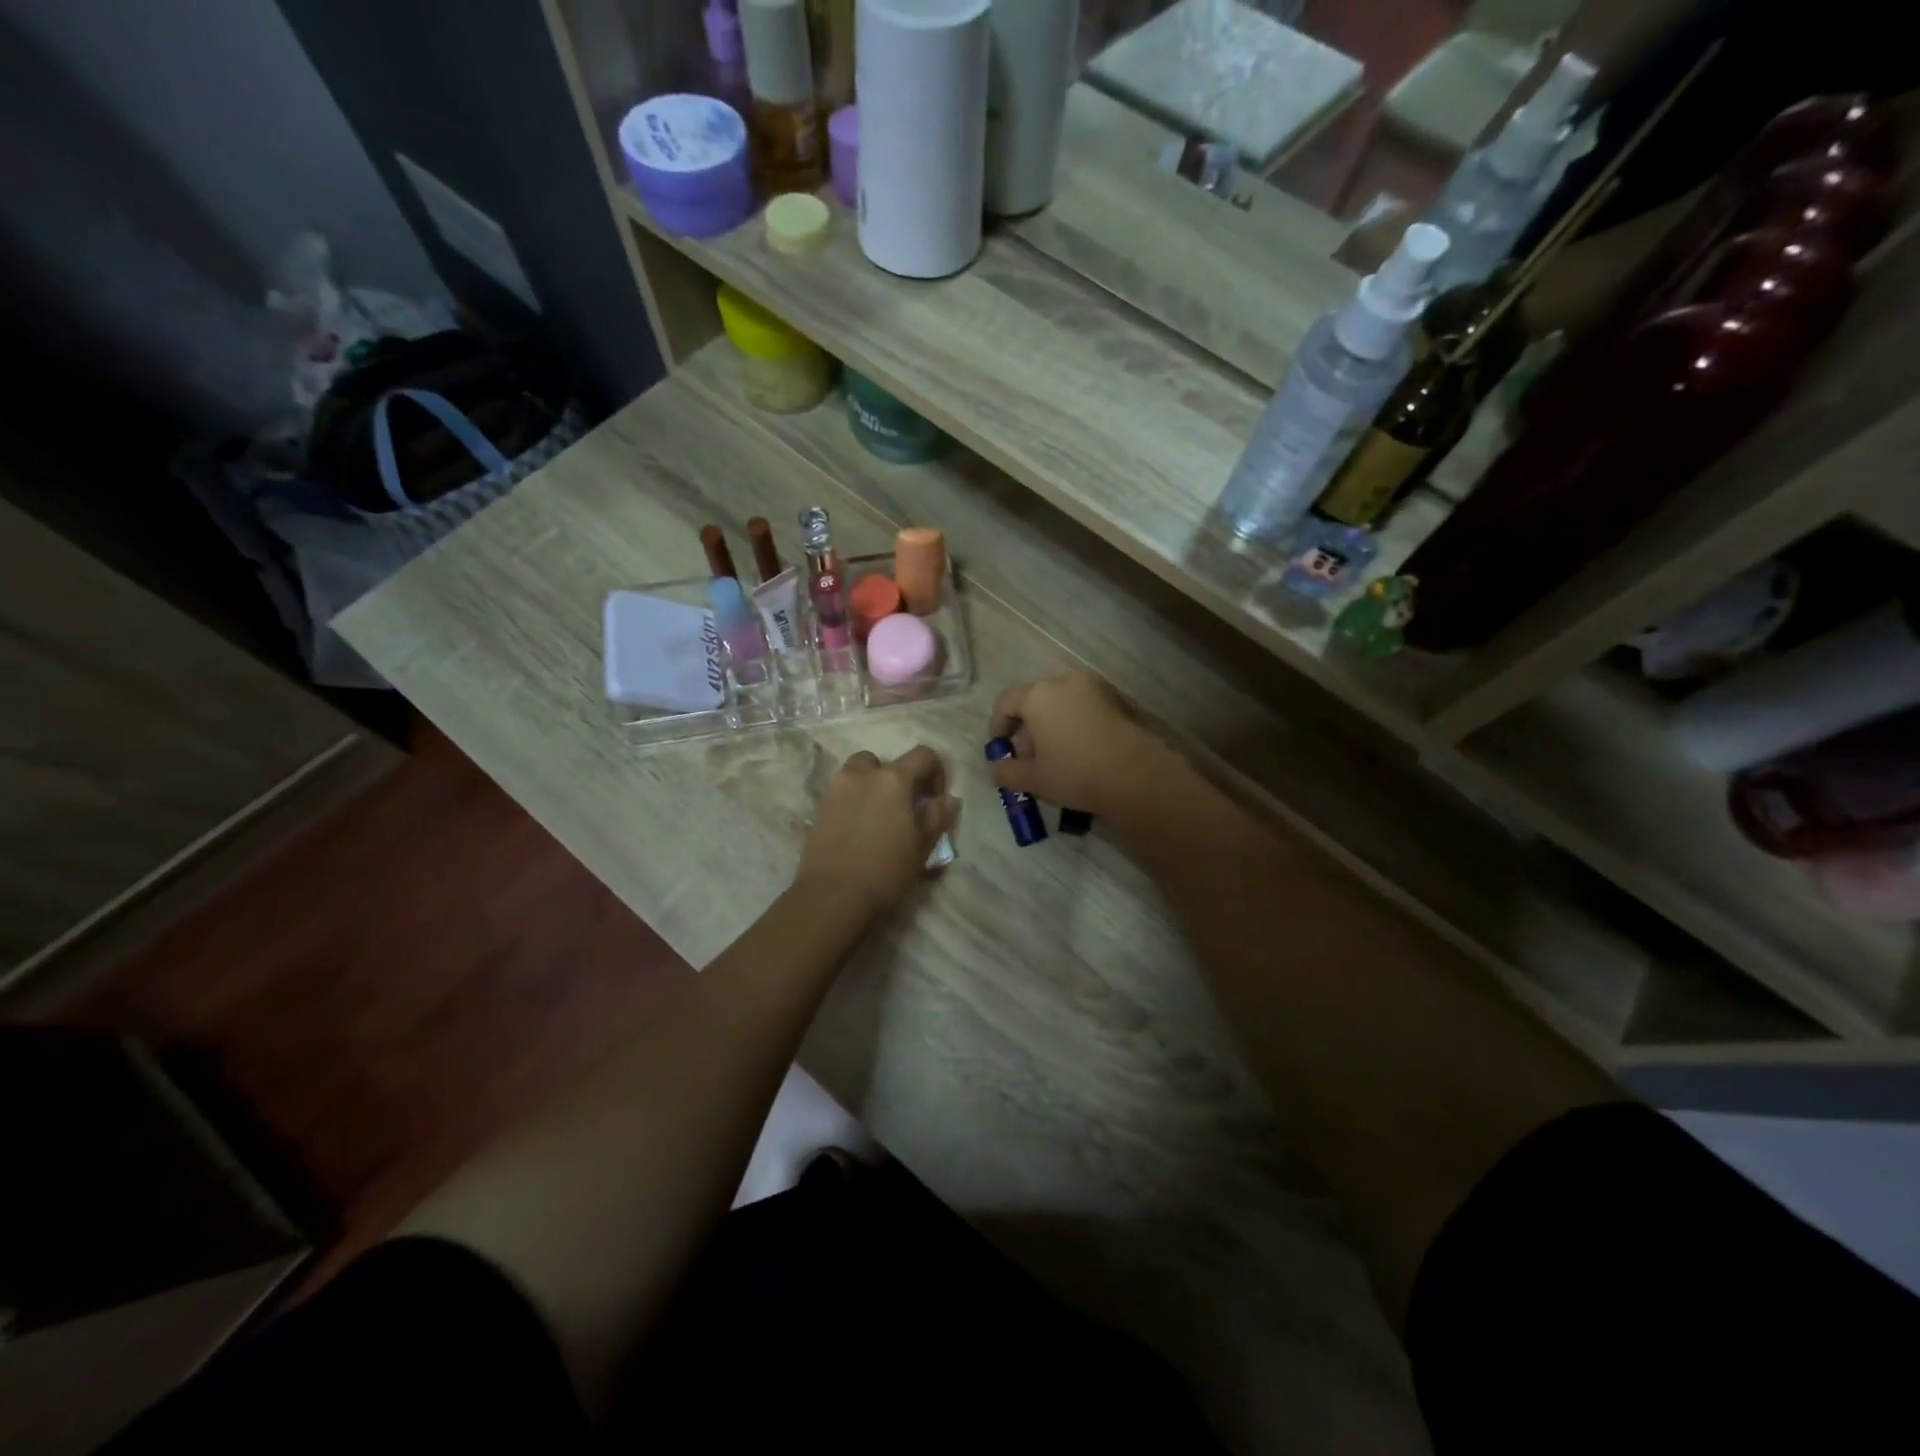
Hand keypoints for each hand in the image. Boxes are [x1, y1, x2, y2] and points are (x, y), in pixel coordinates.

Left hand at [795, 746, 955, 915]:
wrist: (832, 896)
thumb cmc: (885, 870)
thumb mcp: (922, 846)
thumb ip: (937, 817)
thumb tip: (945, 800)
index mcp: (892, 779)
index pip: (923, 755)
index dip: (937, 771)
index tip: (936, 799)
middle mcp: (861, 775)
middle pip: (884, 762)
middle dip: (897, 778)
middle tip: (905, 807)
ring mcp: (836, 791)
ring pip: (858, 774)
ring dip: (872, 786)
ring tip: (880, 817)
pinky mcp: (819, 810)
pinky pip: (842, 795)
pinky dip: (854, 803)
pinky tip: (860, 832)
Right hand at [987, 671, 1172, 819]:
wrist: (1137, 775)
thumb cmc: (1076, 773)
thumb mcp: (1033, 779)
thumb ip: (1006, 772)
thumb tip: (996, 769)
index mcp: (1038, 695)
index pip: (1006, 702)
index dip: (998, 726)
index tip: (1000, 749)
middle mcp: (1064, 682)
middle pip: (1035, 702)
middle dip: (1027, 731)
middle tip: (1028, 761)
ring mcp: (1094, 689)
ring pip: (1060, 706)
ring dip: (1051, 729)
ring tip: (1054, 761)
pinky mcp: (1116, 701)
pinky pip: (1083, 710)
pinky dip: (1073, 727)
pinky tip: (1078, 755)